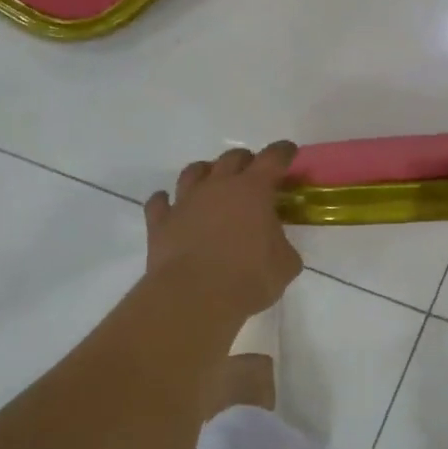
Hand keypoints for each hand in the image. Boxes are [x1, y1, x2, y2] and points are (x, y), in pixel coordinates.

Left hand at [145, 143, 302, 322]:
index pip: (272, 159)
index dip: (282, 152)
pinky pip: (159, 202)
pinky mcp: (160, 222)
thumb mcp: (285, 265)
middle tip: (252, 172)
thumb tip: (276, 246)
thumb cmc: (249, 278)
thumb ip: (283, 247)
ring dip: (205, 172)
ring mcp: (185, 201)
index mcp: (253, 190)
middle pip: (232, 158)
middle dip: (245, 160)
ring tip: (211, 181)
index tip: (288, 151)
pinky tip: (168, 205)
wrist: (195, 297)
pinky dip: (165, 201)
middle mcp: (218, 186)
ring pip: (193, 172)